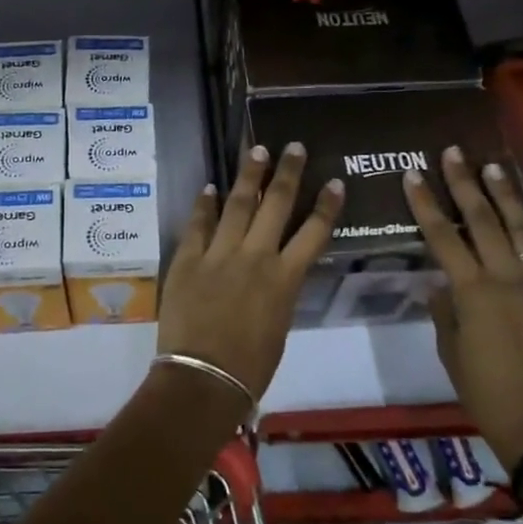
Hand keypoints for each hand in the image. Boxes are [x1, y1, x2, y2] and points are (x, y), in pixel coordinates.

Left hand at [156, 143, 344, 398]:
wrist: (203, 377)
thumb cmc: (250, 366)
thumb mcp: (279, 326)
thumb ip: (279, 292)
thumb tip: (275, 273)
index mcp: (285, 279)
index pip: (314, 233)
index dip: (326, 206)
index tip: (334, 182)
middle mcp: (255, 257)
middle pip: (276, 205)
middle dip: (287, 173)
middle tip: (293, 146)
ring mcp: (219, 254)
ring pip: (237, 205)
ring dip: (248, 176)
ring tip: (256, 150)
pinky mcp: (188, 259)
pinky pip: (197, 225)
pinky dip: (204, 206)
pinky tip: (209, 188)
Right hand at [404, 148, 522, 467]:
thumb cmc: (484, 390)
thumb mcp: (450, 350)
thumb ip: (445, 310)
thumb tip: (443, 284)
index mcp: (473, 292)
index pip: (442, 237)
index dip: (425, 203)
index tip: (413, 174)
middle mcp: (507, 279)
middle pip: (483, 221)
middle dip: (465, 184)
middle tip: (454, 153)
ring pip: (522, 230)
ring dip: (506, 196)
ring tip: (493, 166)